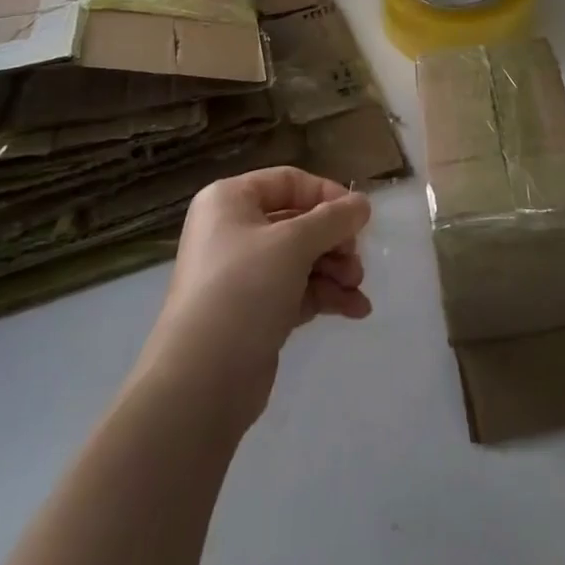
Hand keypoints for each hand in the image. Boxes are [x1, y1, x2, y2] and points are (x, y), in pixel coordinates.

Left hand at [140, 167, 371, 428]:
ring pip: (301, 259)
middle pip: (298, 222)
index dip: (326, 195)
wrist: (201, 382)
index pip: (288, 182)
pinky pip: (297, 291)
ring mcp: (242, 275)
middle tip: (356, 260)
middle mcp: (232, 231)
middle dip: (334, 240)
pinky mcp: (254, 313)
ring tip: (357, 288)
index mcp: (229, 201)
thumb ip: (333, 219)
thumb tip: (363, 203)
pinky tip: (356, 310)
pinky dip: (326, 295)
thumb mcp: (294, 244)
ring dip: (335, 270)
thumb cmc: (244, 290)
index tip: (358, 217)